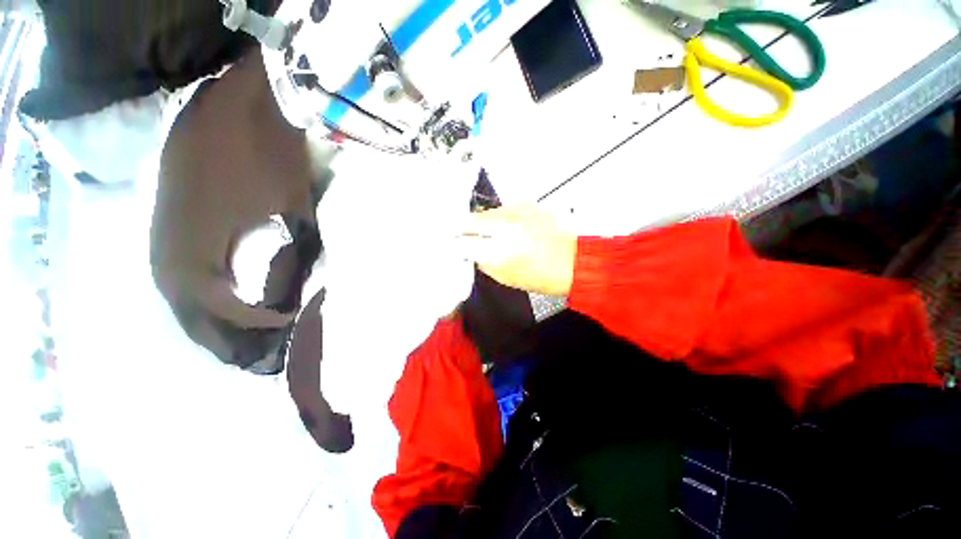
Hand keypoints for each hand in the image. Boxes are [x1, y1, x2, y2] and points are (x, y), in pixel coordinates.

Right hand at [460, 204, 576, 295]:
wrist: (575, 260)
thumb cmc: (543, 276)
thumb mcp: (506, 277)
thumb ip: (484, 262)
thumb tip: (470, 251)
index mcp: (499, 251)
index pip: (464, 242)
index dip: (454, 243)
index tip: (450, 245)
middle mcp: (505, 226)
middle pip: (470, 221)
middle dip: (461, 228)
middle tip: (460, 234)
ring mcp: (516, 212)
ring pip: (486, 213)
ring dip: (481, 223)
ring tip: (488, 233)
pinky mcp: (527, 204)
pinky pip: (503, 209)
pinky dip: (499, 218)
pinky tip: (507, 227)